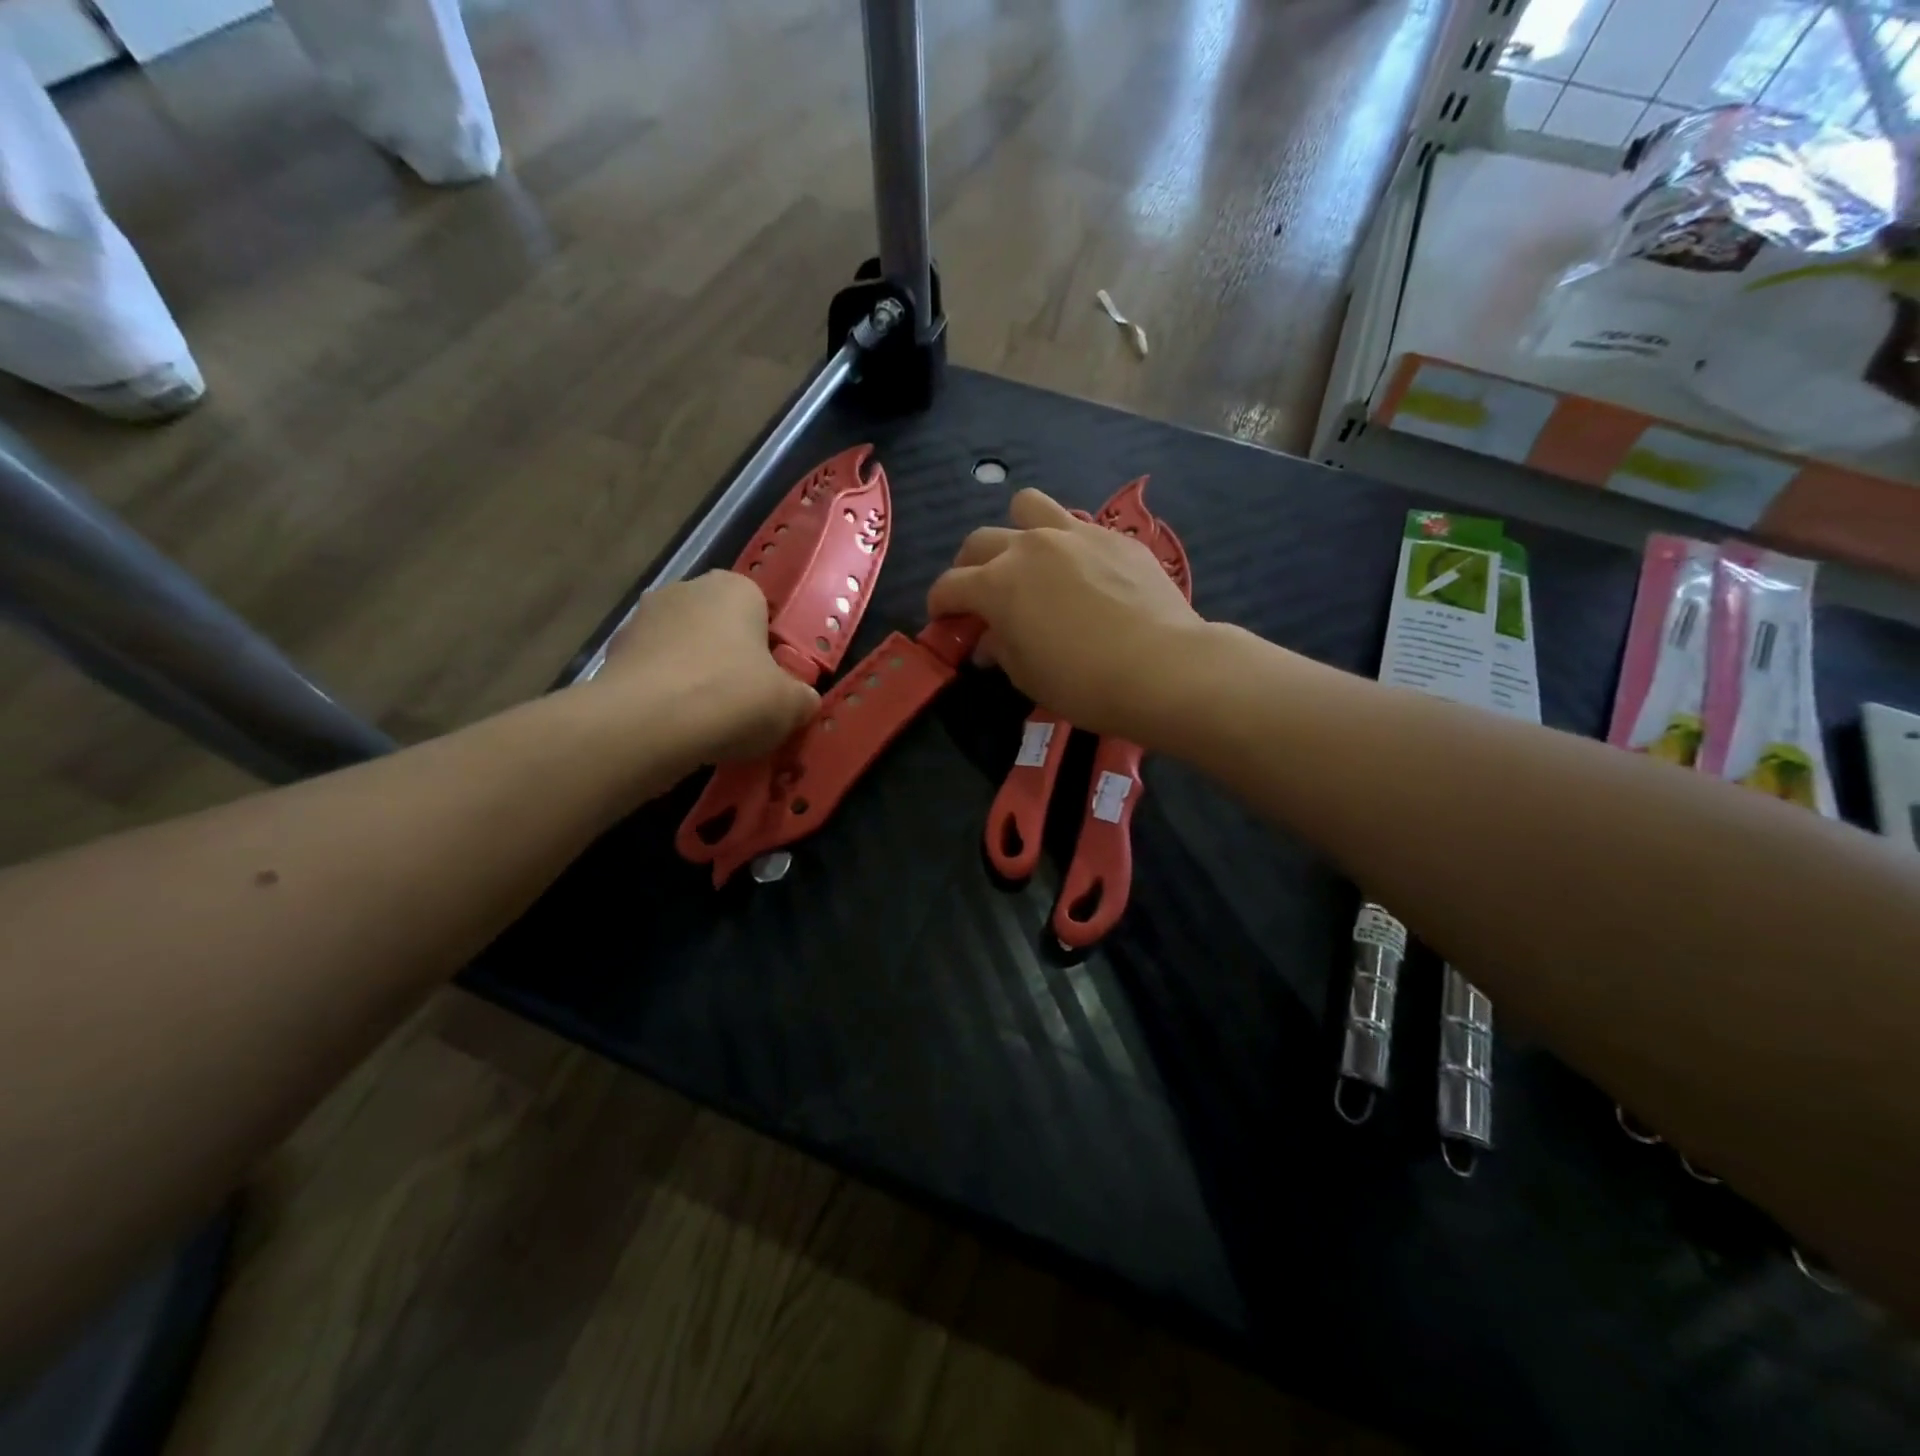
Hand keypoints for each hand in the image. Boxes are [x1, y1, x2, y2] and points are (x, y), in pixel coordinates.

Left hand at [593, 572, 818, 761]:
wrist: (646, 725)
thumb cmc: (732, 697)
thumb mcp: (791, 705)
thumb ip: (802, 697)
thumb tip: (801, 701)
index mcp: (734, 588)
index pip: (761, 611)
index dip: (769, 650)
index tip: (772, 684)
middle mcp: (685, 590)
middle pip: (718, 628)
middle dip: (729, 661)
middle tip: (743, 705)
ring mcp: (641, 620)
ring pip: (682, 652)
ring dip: (693, 679)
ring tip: (706, 724)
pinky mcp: (611, 655)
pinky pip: (652, 676)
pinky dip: (663, 697)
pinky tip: (674, 729)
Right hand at [927, 489, 1203, 734]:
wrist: (1161, 667)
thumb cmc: (1083, 682)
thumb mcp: (1028, 676)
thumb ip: (1000, 649)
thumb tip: (988, 640)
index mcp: (997, 584)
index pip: (949, 585)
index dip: (939, 604)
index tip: (942, 618)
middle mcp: (1028, 547)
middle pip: (980, 541)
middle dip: (968, 567)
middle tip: (979, 594)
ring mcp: (1074, 534)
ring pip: (1027, 507)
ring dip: (1016, 530)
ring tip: (1027, 559)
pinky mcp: (1114, 537)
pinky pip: (1076, 526)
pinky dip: (1065, 544)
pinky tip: (1081, 573)